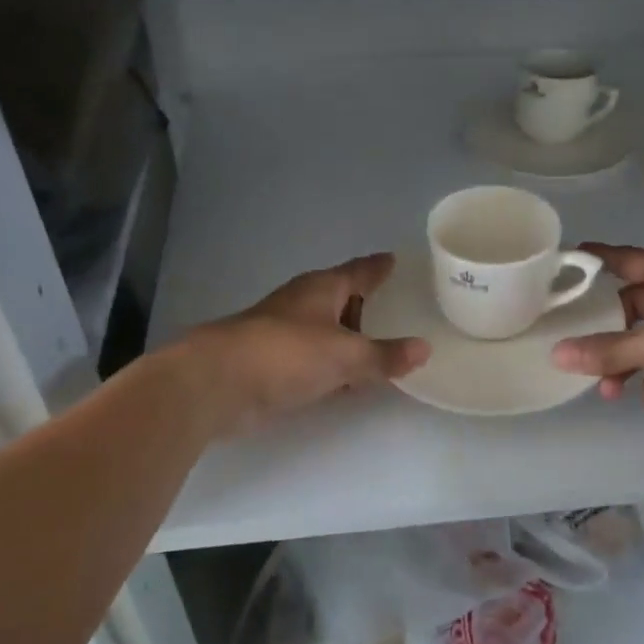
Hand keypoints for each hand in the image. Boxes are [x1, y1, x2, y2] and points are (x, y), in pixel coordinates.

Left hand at [180, 253, 429, 433]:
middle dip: (368, 305)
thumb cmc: (286, 354)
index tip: (395, 259)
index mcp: (322, 288)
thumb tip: (425, 348)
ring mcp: (286, 335)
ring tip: (384, 348)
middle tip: (401, 311)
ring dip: (351, 340)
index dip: (378, 267)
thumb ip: (385, 355)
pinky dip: (336, 367)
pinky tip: (351, 382)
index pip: (359, 271)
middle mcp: (304, 305)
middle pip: (343, 299)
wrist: (218, 384)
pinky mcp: (275, 365)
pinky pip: (317, 361)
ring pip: (329, 332)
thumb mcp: (345, 354)